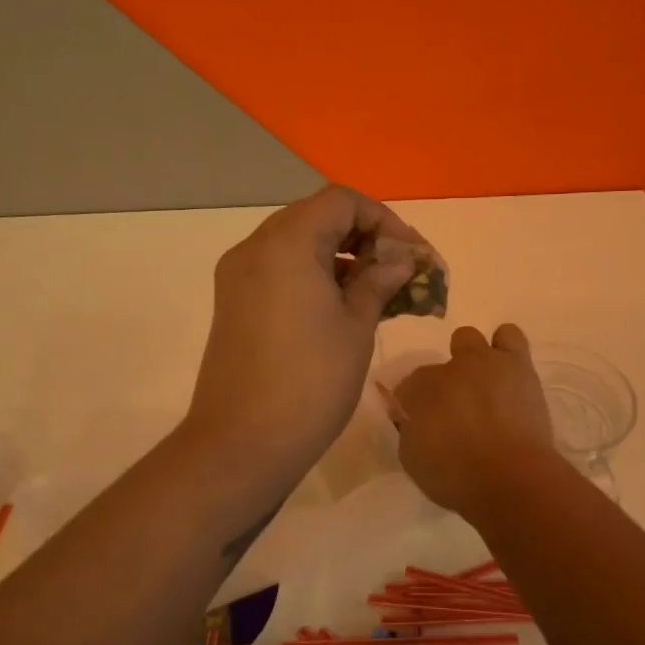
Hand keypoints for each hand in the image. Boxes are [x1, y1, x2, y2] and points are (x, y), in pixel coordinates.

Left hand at [183, 186, 422, 493]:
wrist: (242, 443)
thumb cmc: (310, 381)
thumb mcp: (356, 326)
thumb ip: (379, 281)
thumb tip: (400, 258)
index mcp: (286, 242)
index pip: (341, 201)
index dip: (384, 219)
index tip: (411, 255)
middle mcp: (255, 247)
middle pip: (317, 217)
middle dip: (364, 237)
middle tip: (400, 271)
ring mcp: (238, 275)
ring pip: (298, 245)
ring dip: (340, 257)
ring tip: (379, 291)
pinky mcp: (233, 303)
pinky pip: (279, 270)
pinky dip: (313, 275)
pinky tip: (343, 306)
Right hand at [394, 323, 557, 515]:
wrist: (509, 478)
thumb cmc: (455, 478)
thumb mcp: (414, 461)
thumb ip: (411, 432)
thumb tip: (414, 422)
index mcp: (415, 392)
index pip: (406, 390)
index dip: (414, 408)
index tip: (423, 425)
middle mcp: (445, 370)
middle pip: (435, 365)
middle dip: (440, 382)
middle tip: (454, 407)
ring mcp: (481, 362)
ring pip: (468, 338)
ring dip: (471, 358)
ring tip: (484, 383)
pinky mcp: (517, 365)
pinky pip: (509, 337)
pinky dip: (505, 348)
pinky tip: (509, 371)